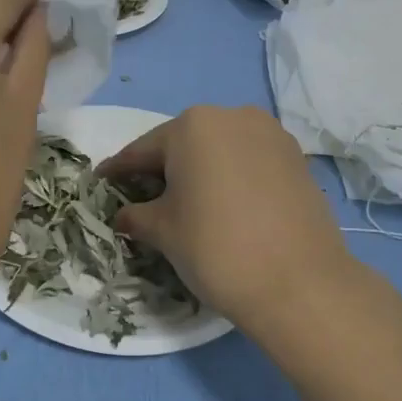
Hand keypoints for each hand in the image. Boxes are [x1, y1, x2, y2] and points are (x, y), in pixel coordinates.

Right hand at [97, 105, 358, 333]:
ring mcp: (271, 135)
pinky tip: (225, 205)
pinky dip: (232, 178)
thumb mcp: (164, 231)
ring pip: (220, 150)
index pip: (143, 149)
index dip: (119, 170)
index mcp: (193, 125)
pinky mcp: (297, 159)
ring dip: (200, 172)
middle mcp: (233, 117)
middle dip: (163, 169)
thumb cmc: (216, 247)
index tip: (101, 181)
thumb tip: (123, 215)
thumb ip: (136, 215)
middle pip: (184, 144)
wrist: (300, 283)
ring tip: (187, 203)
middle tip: (143, 197)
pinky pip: (250, 162)